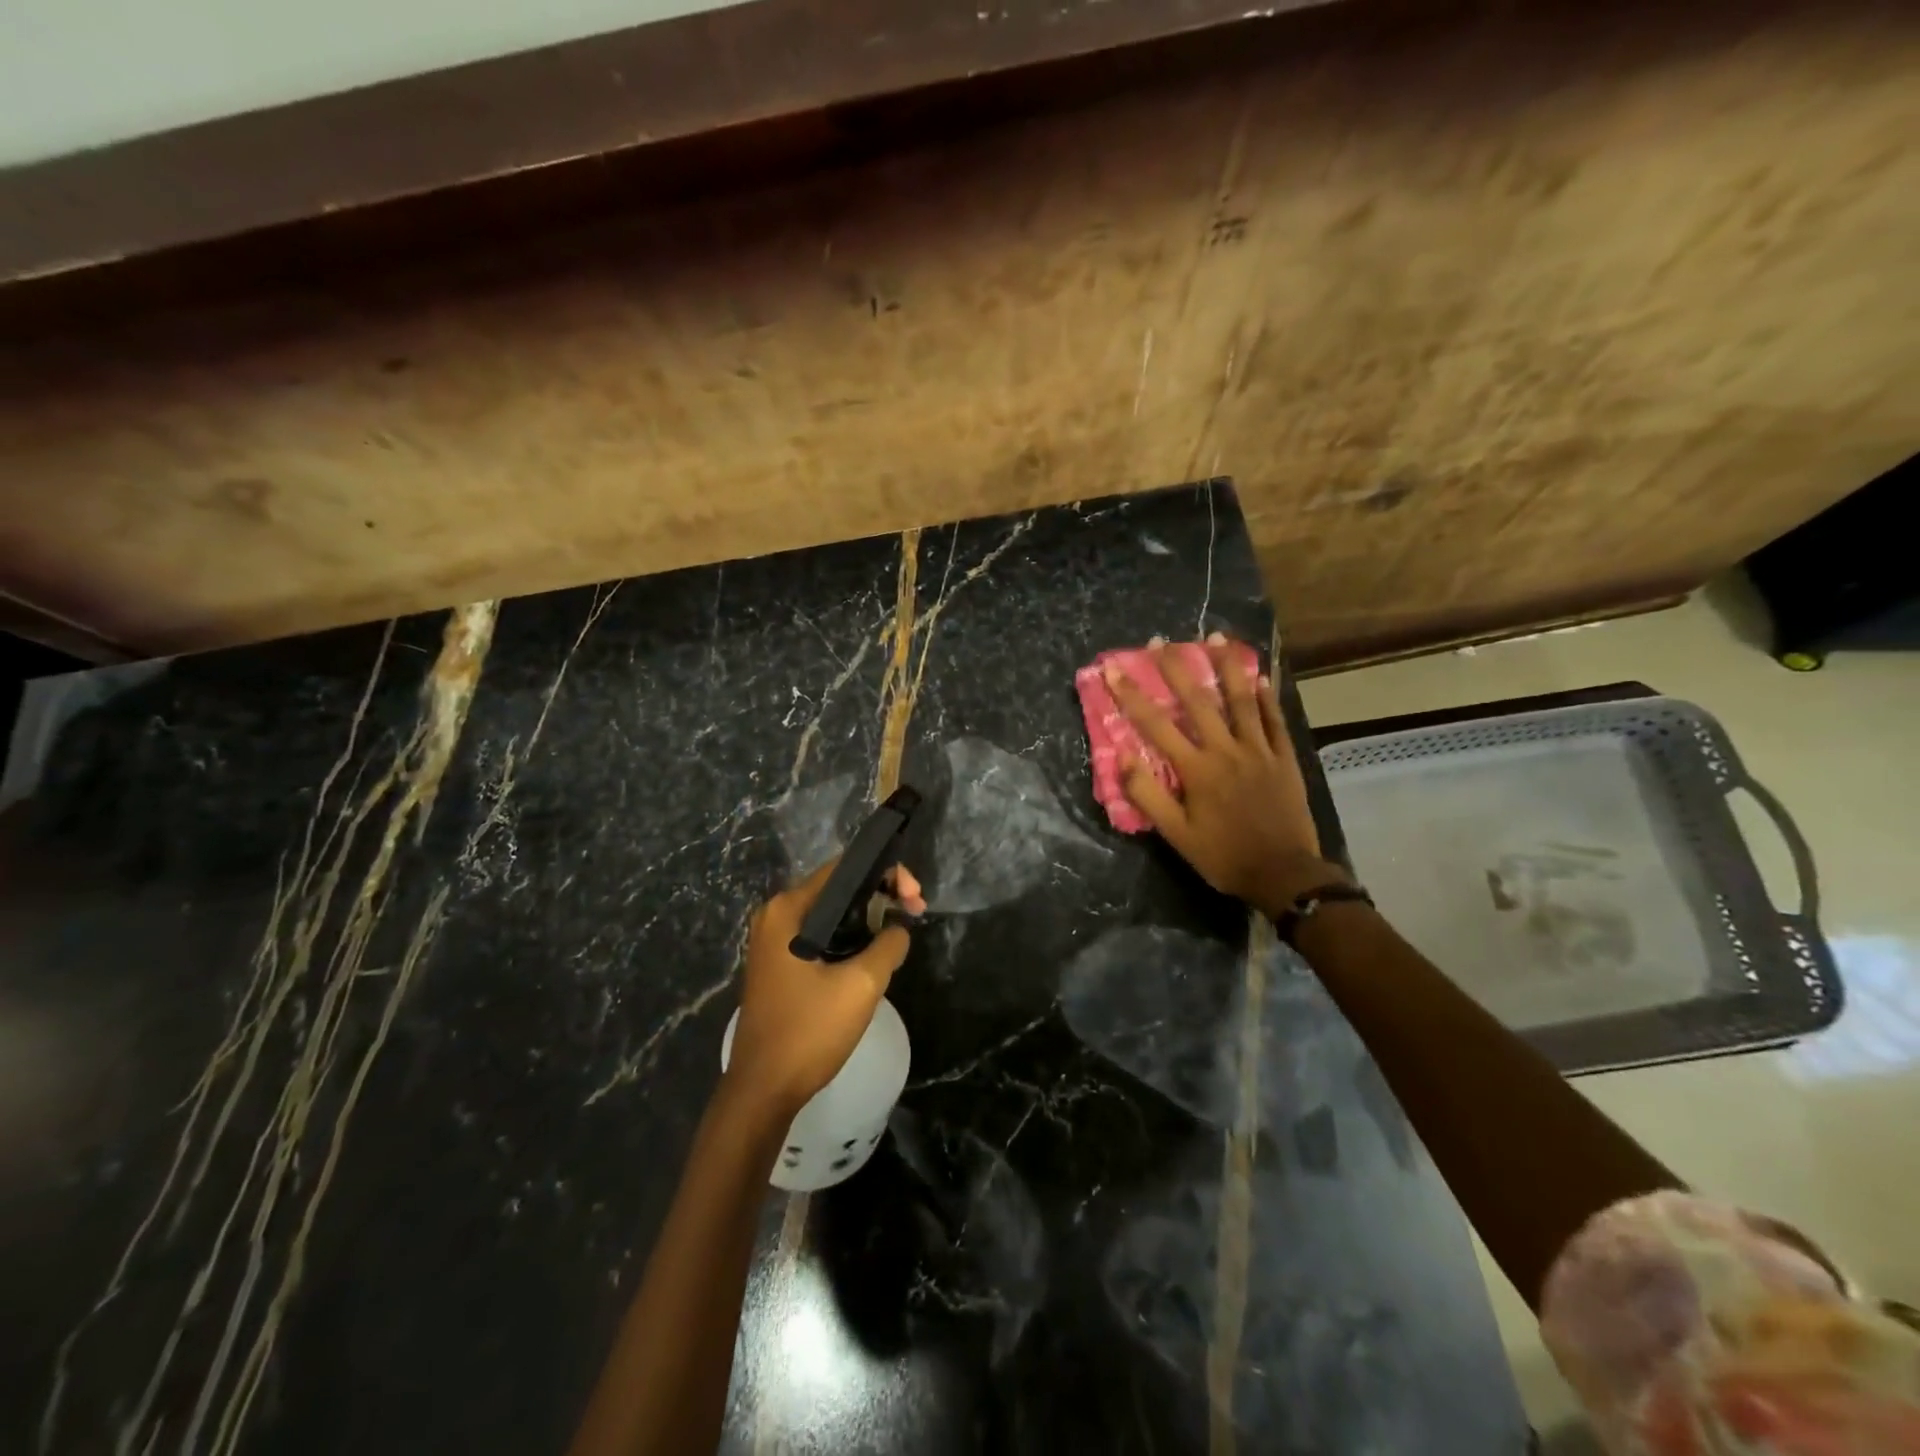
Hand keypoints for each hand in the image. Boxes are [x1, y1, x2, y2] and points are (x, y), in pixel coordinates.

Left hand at [725, 859, 925, 1116]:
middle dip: (880, 895)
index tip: (915, 897)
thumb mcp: (861, 984)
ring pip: (832, 913)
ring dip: (867, 918)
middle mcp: (776, 916)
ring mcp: (774, 941)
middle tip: (915, 912)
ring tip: (901, 932)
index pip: (844, 869)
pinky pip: (821, 935)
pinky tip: (874, 951)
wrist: (763, 1090)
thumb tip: (900, 928)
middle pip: (838, 889)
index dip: (885, 874)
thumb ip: (889, 944)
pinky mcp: (780, 964)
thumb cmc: (809, 1032)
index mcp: (787, 910)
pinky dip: (850, 936)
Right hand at [1105, 633, 1339, 917]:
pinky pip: (1274, 720)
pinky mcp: (1284, 758)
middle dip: (1175, 668)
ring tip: (1215, 638)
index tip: (1113, 670)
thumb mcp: (1176, 835)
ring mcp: (1259, 751)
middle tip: (1160, 640)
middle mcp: (1225, 750)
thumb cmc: (1224, 856)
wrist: (1284, 874)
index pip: (1155, 725)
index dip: (1131, 695)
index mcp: (1196, 769)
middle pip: (1197, 701)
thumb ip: (1148, 795)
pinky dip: (1266, 696)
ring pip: (1240, 700)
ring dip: (1226, 667)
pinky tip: (1260, 676)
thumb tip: (1121, 759)